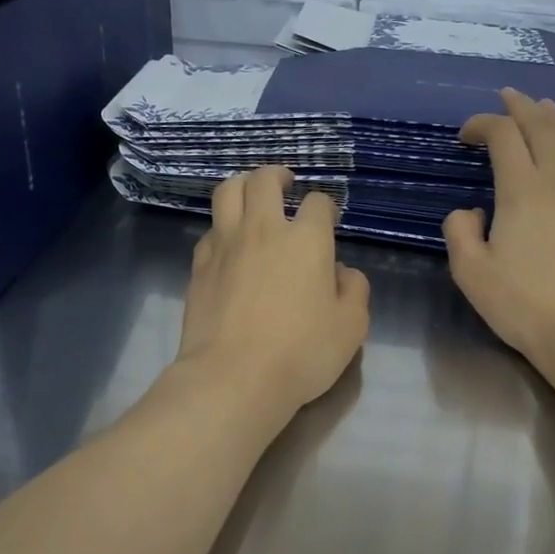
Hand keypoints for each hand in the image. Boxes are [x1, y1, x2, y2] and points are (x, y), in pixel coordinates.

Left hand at [177, 166, 370, 415]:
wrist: (233, 377)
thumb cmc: (302, 353)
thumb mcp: (351, 327)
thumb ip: (355, 292)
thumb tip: (343, 273)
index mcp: (307, 240)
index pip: (318, 203)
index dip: (326, 207)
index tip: (329, 219)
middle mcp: (264, 230)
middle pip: (264, 181)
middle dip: (278, 176)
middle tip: (286, 184)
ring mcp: (225, 245)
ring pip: (227, 192)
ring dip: (243, 185)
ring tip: (251, 194)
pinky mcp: (199, 266)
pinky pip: (210, 230)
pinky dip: (222, 226)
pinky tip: (228, 242)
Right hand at [444, 88, 554, 365]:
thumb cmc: (520, 304)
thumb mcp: (470, 271)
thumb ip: (459, 231)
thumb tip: (472, 211)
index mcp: (521, 191)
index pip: (503, 137)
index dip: (483, 124)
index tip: (466, 134)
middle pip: (543, 128)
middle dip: (522, 108)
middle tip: (508, 98)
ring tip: (546, 107)